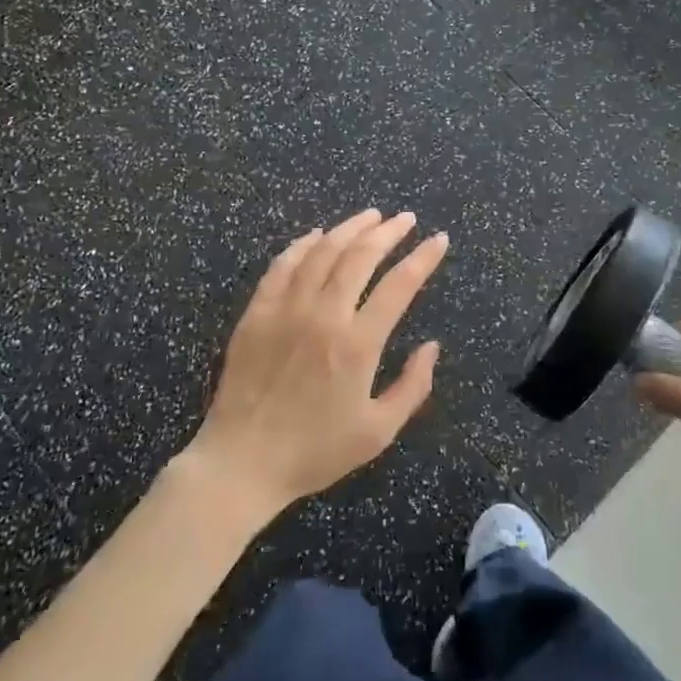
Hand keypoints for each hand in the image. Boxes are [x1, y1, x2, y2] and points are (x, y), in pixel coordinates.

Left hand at [187, 209, 448, 516]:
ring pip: (322, 252)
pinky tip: (316, 235)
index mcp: (357, 344)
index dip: (423, 258)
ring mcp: (286, 310)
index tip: (438, 239)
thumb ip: (412, 387)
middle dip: (388, 232)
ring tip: (370, 216)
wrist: (241, 463)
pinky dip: (302, 245)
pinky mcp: (256, 313)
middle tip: (405, 219)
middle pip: (360, 256)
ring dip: (349, 229)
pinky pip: (282, 266)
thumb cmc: (314, 452)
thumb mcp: (377, 433)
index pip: (399, 285)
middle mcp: (323, 316)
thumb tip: (432, 346)